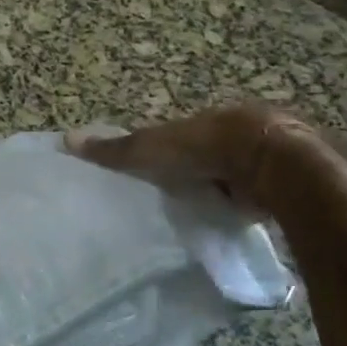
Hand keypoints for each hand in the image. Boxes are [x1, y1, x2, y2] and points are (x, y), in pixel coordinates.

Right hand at [68, 103, 314, 212]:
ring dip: (222, 190)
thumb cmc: (205, 147)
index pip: (180, 137)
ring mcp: (260, 158)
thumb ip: (114, 150)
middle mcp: (233, 135)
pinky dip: (244, 207)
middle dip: (195, 173)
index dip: (166, 154)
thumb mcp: (151, 148)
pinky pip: (256, 195)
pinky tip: (232, 223)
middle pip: (207, 155)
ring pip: (233, 175)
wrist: (269, 161)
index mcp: (204, 122)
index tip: (153, 175)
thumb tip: (65, 140)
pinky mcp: (281, 183)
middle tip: (175, 198)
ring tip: (201, 215)